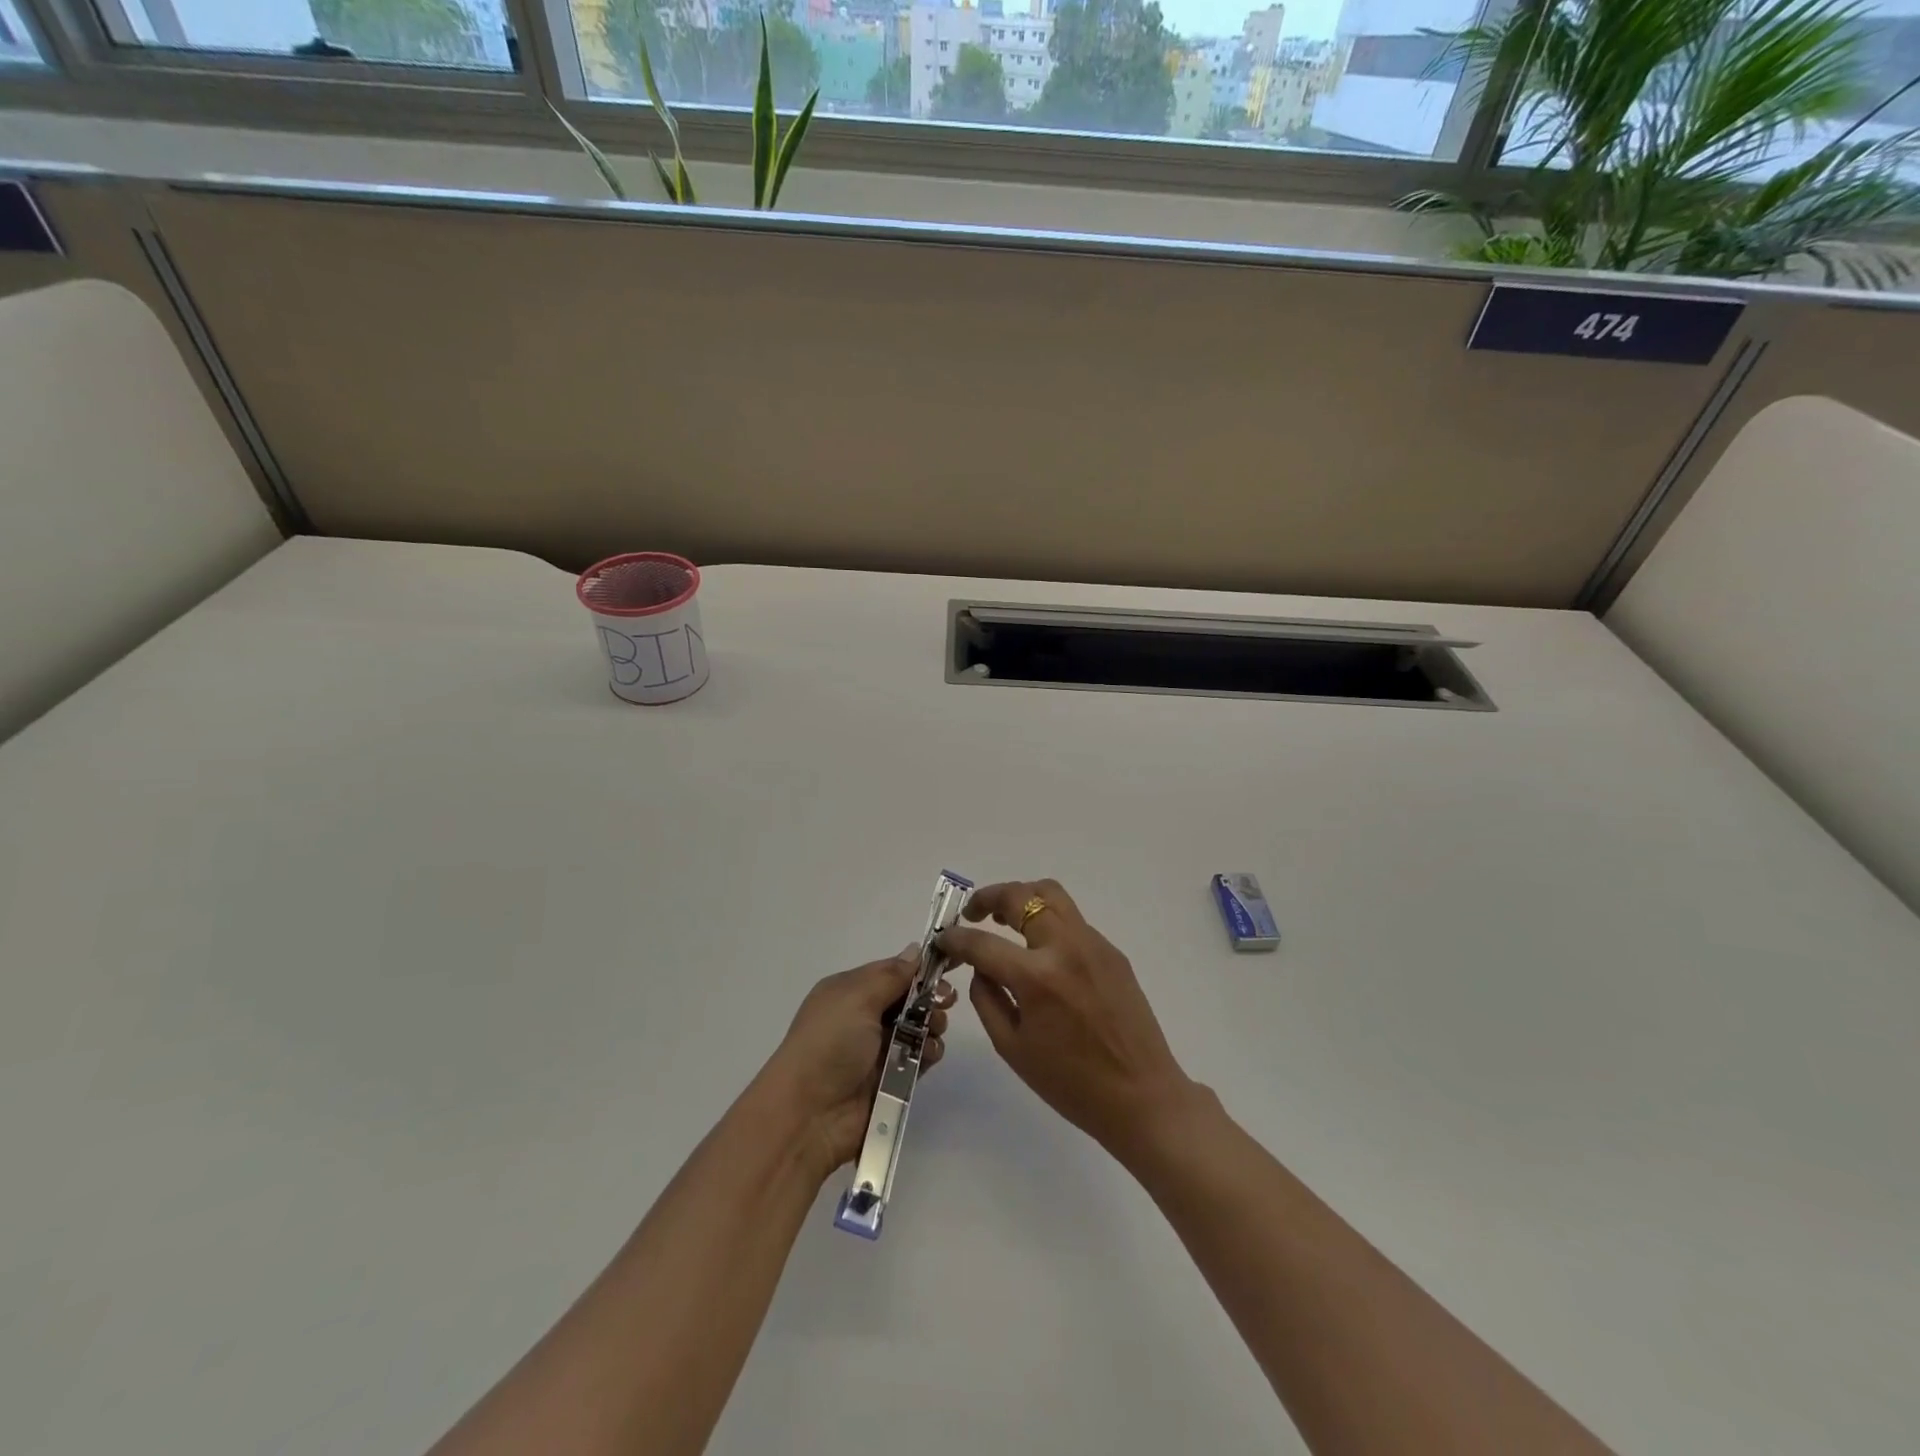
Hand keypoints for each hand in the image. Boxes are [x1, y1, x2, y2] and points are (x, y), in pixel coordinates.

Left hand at [761, 948, 952, 1182]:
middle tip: (946, 1000)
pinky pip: (920, 1057)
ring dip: (932, 1024)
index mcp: (849, 991)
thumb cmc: (830, 1044)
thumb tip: (914, 950)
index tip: (949, 964)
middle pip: (908, 998)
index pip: (891, 971)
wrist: (809, 1116)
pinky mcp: (892, 1079)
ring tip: (935, 1029)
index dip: (918, 968)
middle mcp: (863, 1017)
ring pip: (919, 1027)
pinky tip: (930, 1053)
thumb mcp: (856, 998)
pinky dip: (929, 1052)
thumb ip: (891, 975)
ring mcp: (878, 1049)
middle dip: (930, 996)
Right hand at [938, 880, 1195, 1159]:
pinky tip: (1041, 952)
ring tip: (1004, 919)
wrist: (1141, 1096)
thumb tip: (980, 966)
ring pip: (1051, 894)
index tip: (943, 938)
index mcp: (1038, 978)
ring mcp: (1093, 944)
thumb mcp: (1012, 1048)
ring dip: (1021, 898)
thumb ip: (987, 998)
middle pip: (1021, 896)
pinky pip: (1072, 921)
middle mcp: (1066, 948)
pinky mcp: (1112, 951)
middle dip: (989, 898)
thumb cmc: (1071, 1084)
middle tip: (973, 913)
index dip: (956, 938)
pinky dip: (1047, 922)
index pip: (983, 943)